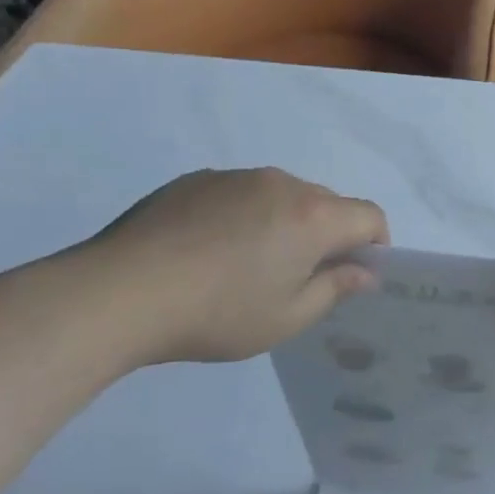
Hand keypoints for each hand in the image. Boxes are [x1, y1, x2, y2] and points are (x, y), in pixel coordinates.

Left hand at [73, 168, 388, 366]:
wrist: (119, 292)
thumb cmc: (217, 313)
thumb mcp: (286, 317)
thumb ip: (334, 289)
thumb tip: (364, 272)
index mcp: (313, 216)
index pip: (369, 216)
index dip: (375, 244)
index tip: (354, 274)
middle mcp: (282, 184)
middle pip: (328, 203)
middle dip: (329, 235)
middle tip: (299, 278)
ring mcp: (237, 176)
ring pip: (283, 195)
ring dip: (285, 223)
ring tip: (246, 265)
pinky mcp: (197, 179)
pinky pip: (241, 192)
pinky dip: (244, 215)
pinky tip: (208, 251)